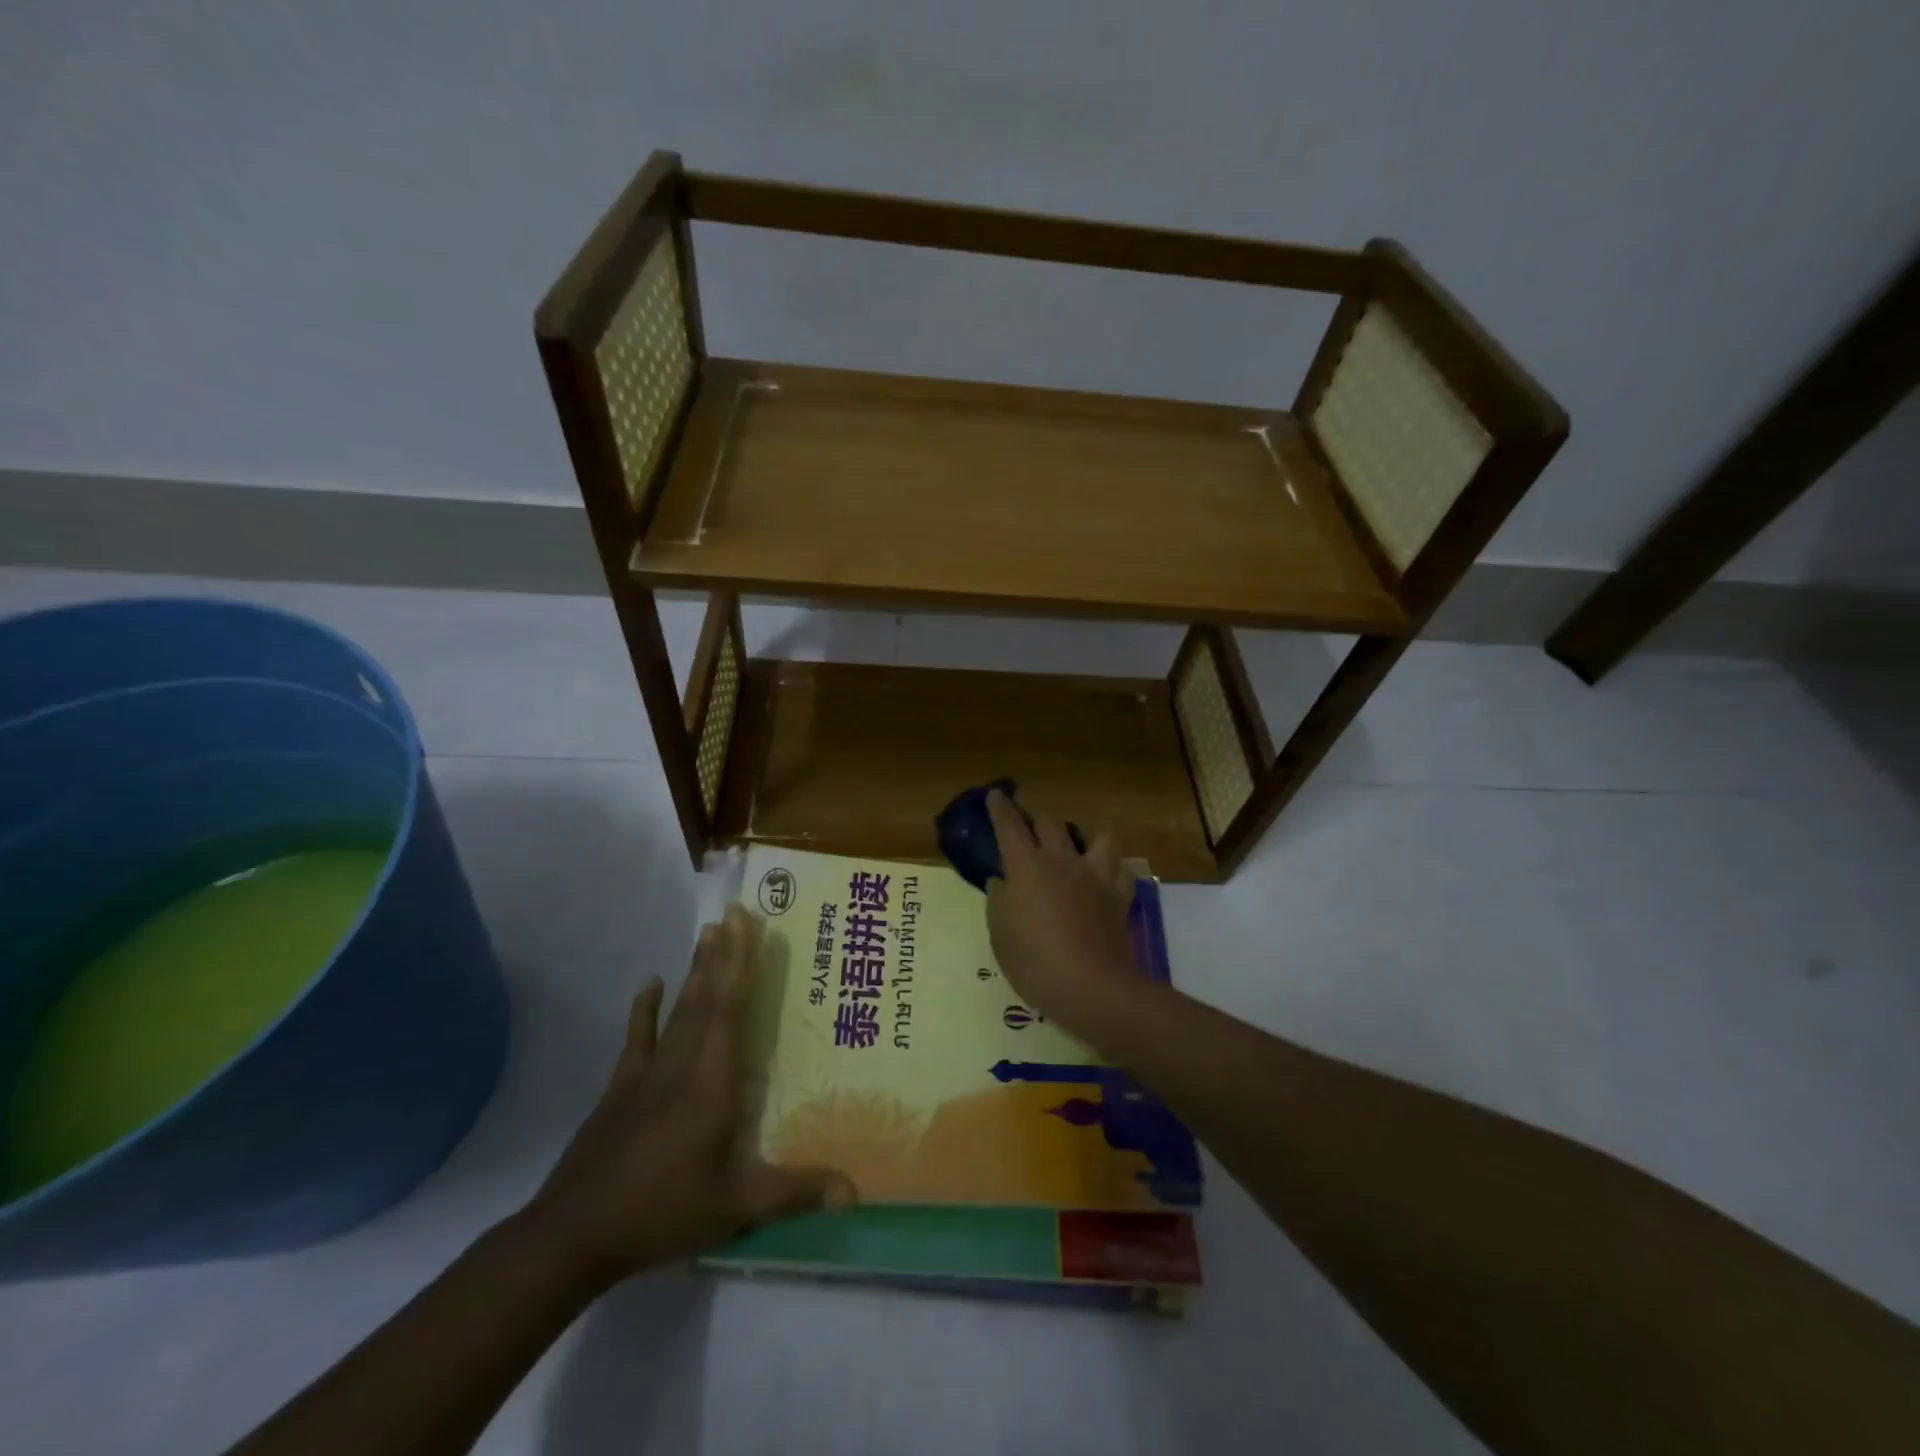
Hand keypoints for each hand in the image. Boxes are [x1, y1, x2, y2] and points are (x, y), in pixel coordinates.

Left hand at [526, 904, 853, 1287]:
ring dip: (695, 971)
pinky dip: (644, 1009)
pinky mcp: (621, 1088)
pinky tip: (650, 983)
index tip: (744, 923)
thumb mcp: (736, 1207)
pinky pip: (638, 1038)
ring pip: (678, 1011)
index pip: (729, 1009)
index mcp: (711, 1082)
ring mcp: (647, 1073)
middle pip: (705, 998)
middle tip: (732, 913)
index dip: (739, 963)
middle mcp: (682, 1064)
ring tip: (707, 934)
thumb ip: (795, 1192)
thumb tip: (855, 1192)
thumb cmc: (662, 1212)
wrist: (573, 1235)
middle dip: (722, 954)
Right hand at [984, 790, 1145, 1038]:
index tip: (996, 795)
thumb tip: (1002, 880)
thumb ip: (999, 899)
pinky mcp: (1119, 895)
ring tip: (1075, 851)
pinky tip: (1103, 878)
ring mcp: (1095, 876)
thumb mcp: (1000, 933)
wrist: (1092, 987)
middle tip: (1028, 826)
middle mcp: (1062, 861)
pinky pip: (1120, 869)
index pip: (1010, 826)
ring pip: (1096, 837)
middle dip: (1036, 819)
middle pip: (1049, 823)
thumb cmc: (1034, 961)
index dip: (1001, 808)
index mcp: (1027, 866)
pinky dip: (1111, 869)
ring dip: (1083, 838)